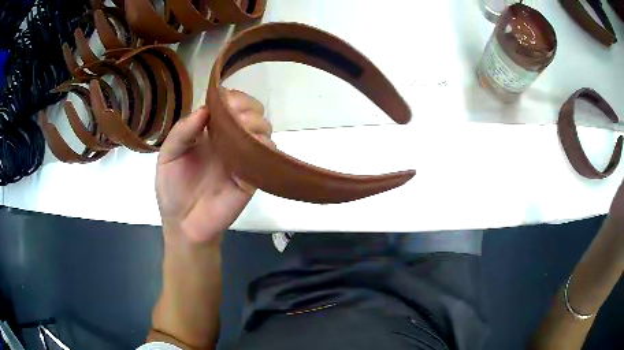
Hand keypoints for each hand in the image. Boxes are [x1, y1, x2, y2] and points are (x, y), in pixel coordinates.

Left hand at [156, 89, 272, 243]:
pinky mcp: (253, 177)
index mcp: (210, 132)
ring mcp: (243, 158)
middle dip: (249, 107)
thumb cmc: (172, 189)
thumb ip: (182, 132)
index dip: (233, 98)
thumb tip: (205, 110)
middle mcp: (229, 140)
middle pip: (253, 113)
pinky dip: (264, 147)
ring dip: (257, 124)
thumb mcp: (168, 156)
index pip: (230, 105)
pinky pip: (268, 157)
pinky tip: (251, 147)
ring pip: (264, 131)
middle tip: (236, 116)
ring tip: (242, 130)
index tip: (226, 102)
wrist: (183, 224)